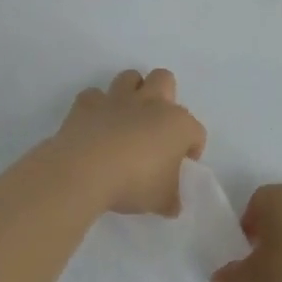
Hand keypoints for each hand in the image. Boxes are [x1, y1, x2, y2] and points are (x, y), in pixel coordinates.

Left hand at [50, 69, 206, 216]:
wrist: (85, 171)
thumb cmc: (134, 183)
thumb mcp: (161, 201)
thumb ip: (171, 199)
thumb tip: (172, 204)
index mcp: (177, 124)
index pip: (196, 131)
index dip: (193, 147)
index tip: (184, 163)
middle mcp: (150, 103)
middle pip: (164, 79)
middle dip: (164, 96)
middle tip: (157, 126)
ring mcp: (117, 99)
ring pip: (130, 77)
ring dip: (131, 92)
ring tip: (127, 118)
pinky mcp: (86, 104)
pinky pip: (94, 96)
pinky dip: (96, 107)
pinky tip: (95, 124)